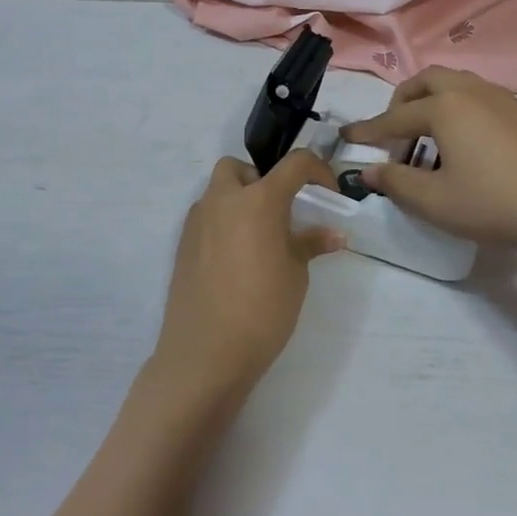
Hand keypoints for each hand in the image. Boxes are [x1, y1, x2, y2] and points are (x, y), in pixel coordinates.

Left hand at [151, 153, 344, 403]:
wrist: (206, 351)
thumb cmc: (262, 309)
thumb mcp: (295, 275)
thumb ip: (310, 244)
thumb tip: (333, 234)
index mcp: (259, 200)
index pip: (294, 163)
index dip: (318, 170)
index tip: (328, 191)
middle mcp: (224, 199)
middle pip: (240, 168)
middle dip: (261, 179)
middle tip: (279, 212)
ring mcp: (198, 219)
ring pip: (218, 190)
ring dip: (239, 199)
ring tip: (258, 237)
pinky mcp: (183, 242)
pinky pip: (206, 216)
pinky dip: (222, 222)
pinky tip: (234, 257)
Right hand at [341, 67, 516, 266]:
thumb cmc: (495, 201)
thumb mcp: (435, 201)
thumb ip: (396, 182)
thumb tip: (369, 171)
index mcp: (443, 108)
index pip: (394, 117)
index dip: (368, 130)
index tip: (347, 137)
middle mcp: (468, 92)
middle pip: (425, 81)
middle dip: (402, 101)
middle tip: (393, 131)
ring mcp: (498, 98)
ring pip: (453, 83)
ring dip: (430, 100)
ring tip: (426, 133)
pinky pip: (475, 94)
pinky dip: (455, 106)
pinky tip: (462, 140)